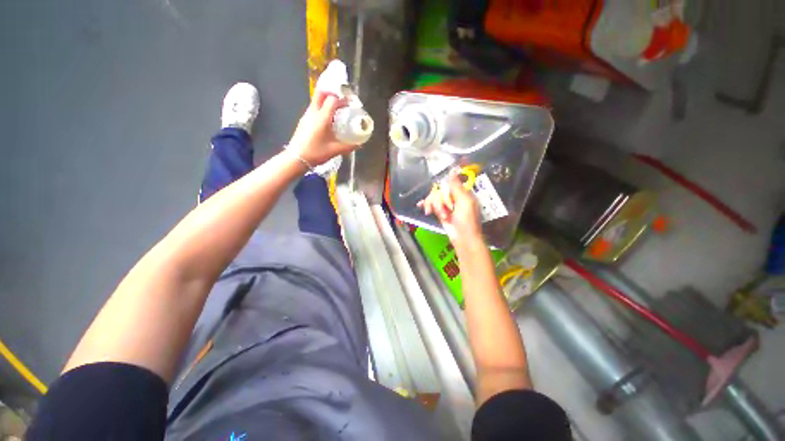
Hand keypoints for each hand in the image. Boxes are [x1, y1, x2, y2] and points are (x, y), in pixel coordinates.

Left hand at [288, 90, 359, 165]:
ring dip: (326, 101)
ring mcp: (306, 116)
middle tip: (341, 102)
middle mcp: (313, 113)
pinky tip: (327, 121)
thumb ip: (348, 146)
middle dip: (331, 93)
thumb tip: (359, 145)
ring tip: (336, 112)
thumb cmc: (316, 153)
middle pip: (320, 93)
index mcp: (322, 118)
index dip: (342, 100)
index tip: (349, 105)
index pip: (332, 100)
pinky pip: (313, 108)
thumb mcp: (334, 150)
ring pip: (316, 100)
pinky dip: (321, 109)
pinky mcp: (303, 121)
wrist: (296, 158)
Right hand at [418, 173, 482, 246]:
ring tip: (441, 216)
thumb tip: (452, 170)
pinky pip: (431, 205)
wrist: (463, 239)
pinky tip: (421, 205)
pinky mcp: (440, 212)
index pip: (448, 184)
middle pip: (439, 191)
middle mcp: (454, 197)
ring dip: (435, 206)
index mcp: (462, 193)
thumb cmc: (467, 220)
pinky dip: (427, 205)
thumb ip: (457, 186)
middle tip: (442, 211)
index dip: (443, 189)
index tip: (443, 198)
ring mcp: (447, 205)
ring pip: (434, 198)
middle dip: (438, 201)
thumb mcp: (464, 202)